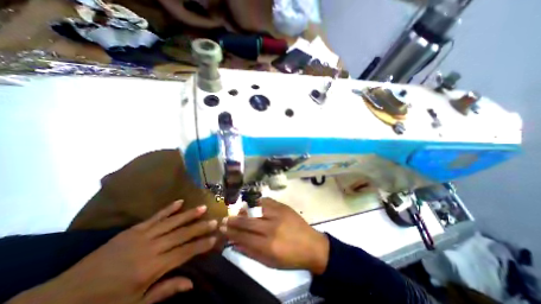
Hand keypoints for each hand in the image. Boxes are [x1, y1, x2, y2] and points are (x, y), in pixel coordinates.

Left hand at [10, 201, 216, 301]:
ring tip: (203, 207)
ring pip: (172, 222)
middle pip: (182, 234)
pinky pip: (155, 216)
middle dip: (200, 227)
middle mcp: (151, 248)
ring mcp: (142, 236)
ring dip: (189, 214)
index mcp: (152, 268)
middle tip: (215, 220)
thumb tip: (191, 283)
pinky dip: (169, 208)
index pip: (185, 252)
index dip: (201, 245)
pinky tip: (180, 201)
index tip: (215, 238)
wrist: (63, 298)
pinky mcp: (133, 229)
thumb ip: (165, 291)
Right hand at [220, 198, 328, 273]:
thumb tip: (235, 242)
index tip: (222, 228)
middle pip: (247, 222)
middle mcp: (272, 227)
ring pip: (256, 208)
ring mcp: (278, 214)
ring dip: (244, 209)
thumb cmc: (290, 257)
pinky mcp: (283, 206)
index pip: (243, 237)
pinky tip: (253, 203)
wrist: (312, 245)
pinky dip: (258, 202)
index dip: (231, 232)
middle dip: (233, 220)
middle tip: (224, 218)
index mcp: (268, 245)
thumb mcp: (270, 262)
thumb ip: (251, 252)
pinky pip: (266, 201)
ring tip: (238, 210)